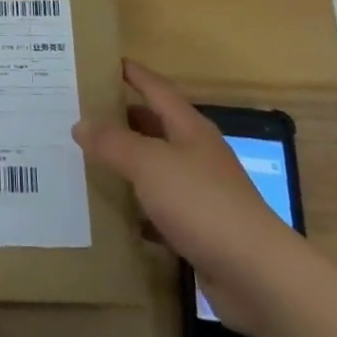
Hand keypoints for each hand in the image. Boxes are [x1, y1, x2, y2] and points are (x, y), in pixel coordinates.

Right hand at [73, 61, 299, 335]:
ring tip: (85, 157)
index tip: (102, 61)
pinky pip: (158, 208)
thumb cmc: (202, 203)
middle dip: (121, 117)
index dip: (132, 73)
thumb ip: (113, 142)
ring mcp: (200, 193)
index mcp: (189, 128)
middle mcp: (196, 154)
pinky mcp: (198, 228)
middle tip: (81, 112)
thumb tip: (80, 124)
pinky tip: (111, 211)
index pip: (156, 88)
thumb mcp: (149, 164)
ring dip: (126, 163)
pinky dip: (136, 206)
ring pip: (155, 168)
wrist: (255, 274)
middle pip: (154, 125)